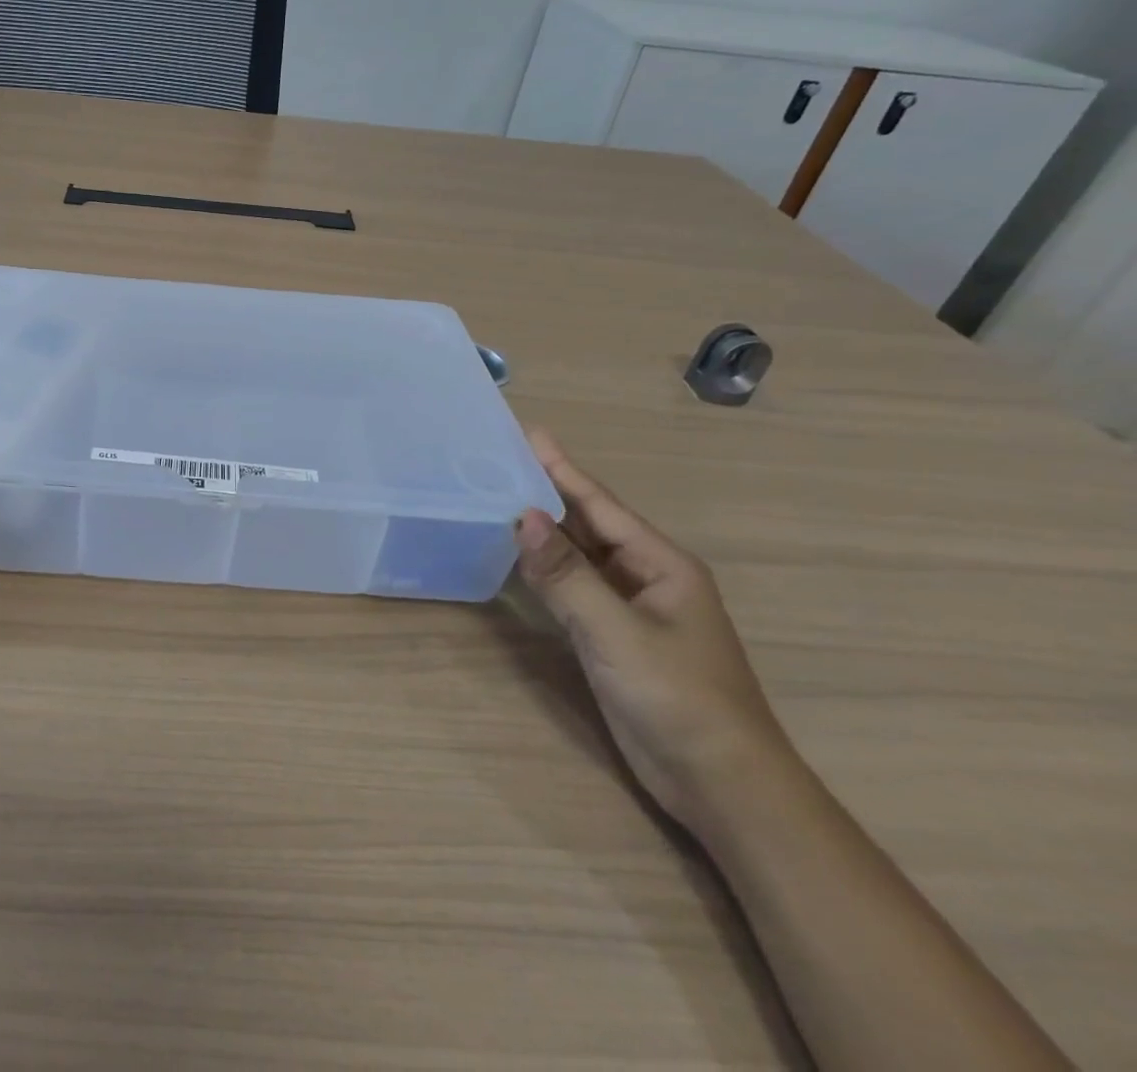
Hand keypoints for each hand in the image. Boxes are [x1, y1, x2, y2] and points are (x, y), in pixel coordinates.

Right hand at [513, 429, 795, 836]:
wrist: (722, 786)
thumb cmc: (679, 699)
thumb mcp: (618, 632)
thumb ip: (567, 574)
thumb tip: (523, 516)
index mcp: (661, 564)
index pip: (600, 504)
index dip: (562, 467)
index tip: (527, 432)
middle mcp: (645, 577)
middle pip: (587, 524)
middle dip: (545, 492)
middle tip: (496, 462)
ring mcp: (629, 609)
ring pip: (577, 556)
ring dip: (541, 531)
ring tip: (495, 498)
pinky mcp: (613, 637)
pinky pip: (572, 588)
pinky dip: (543, 570)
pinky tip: (515, 557)